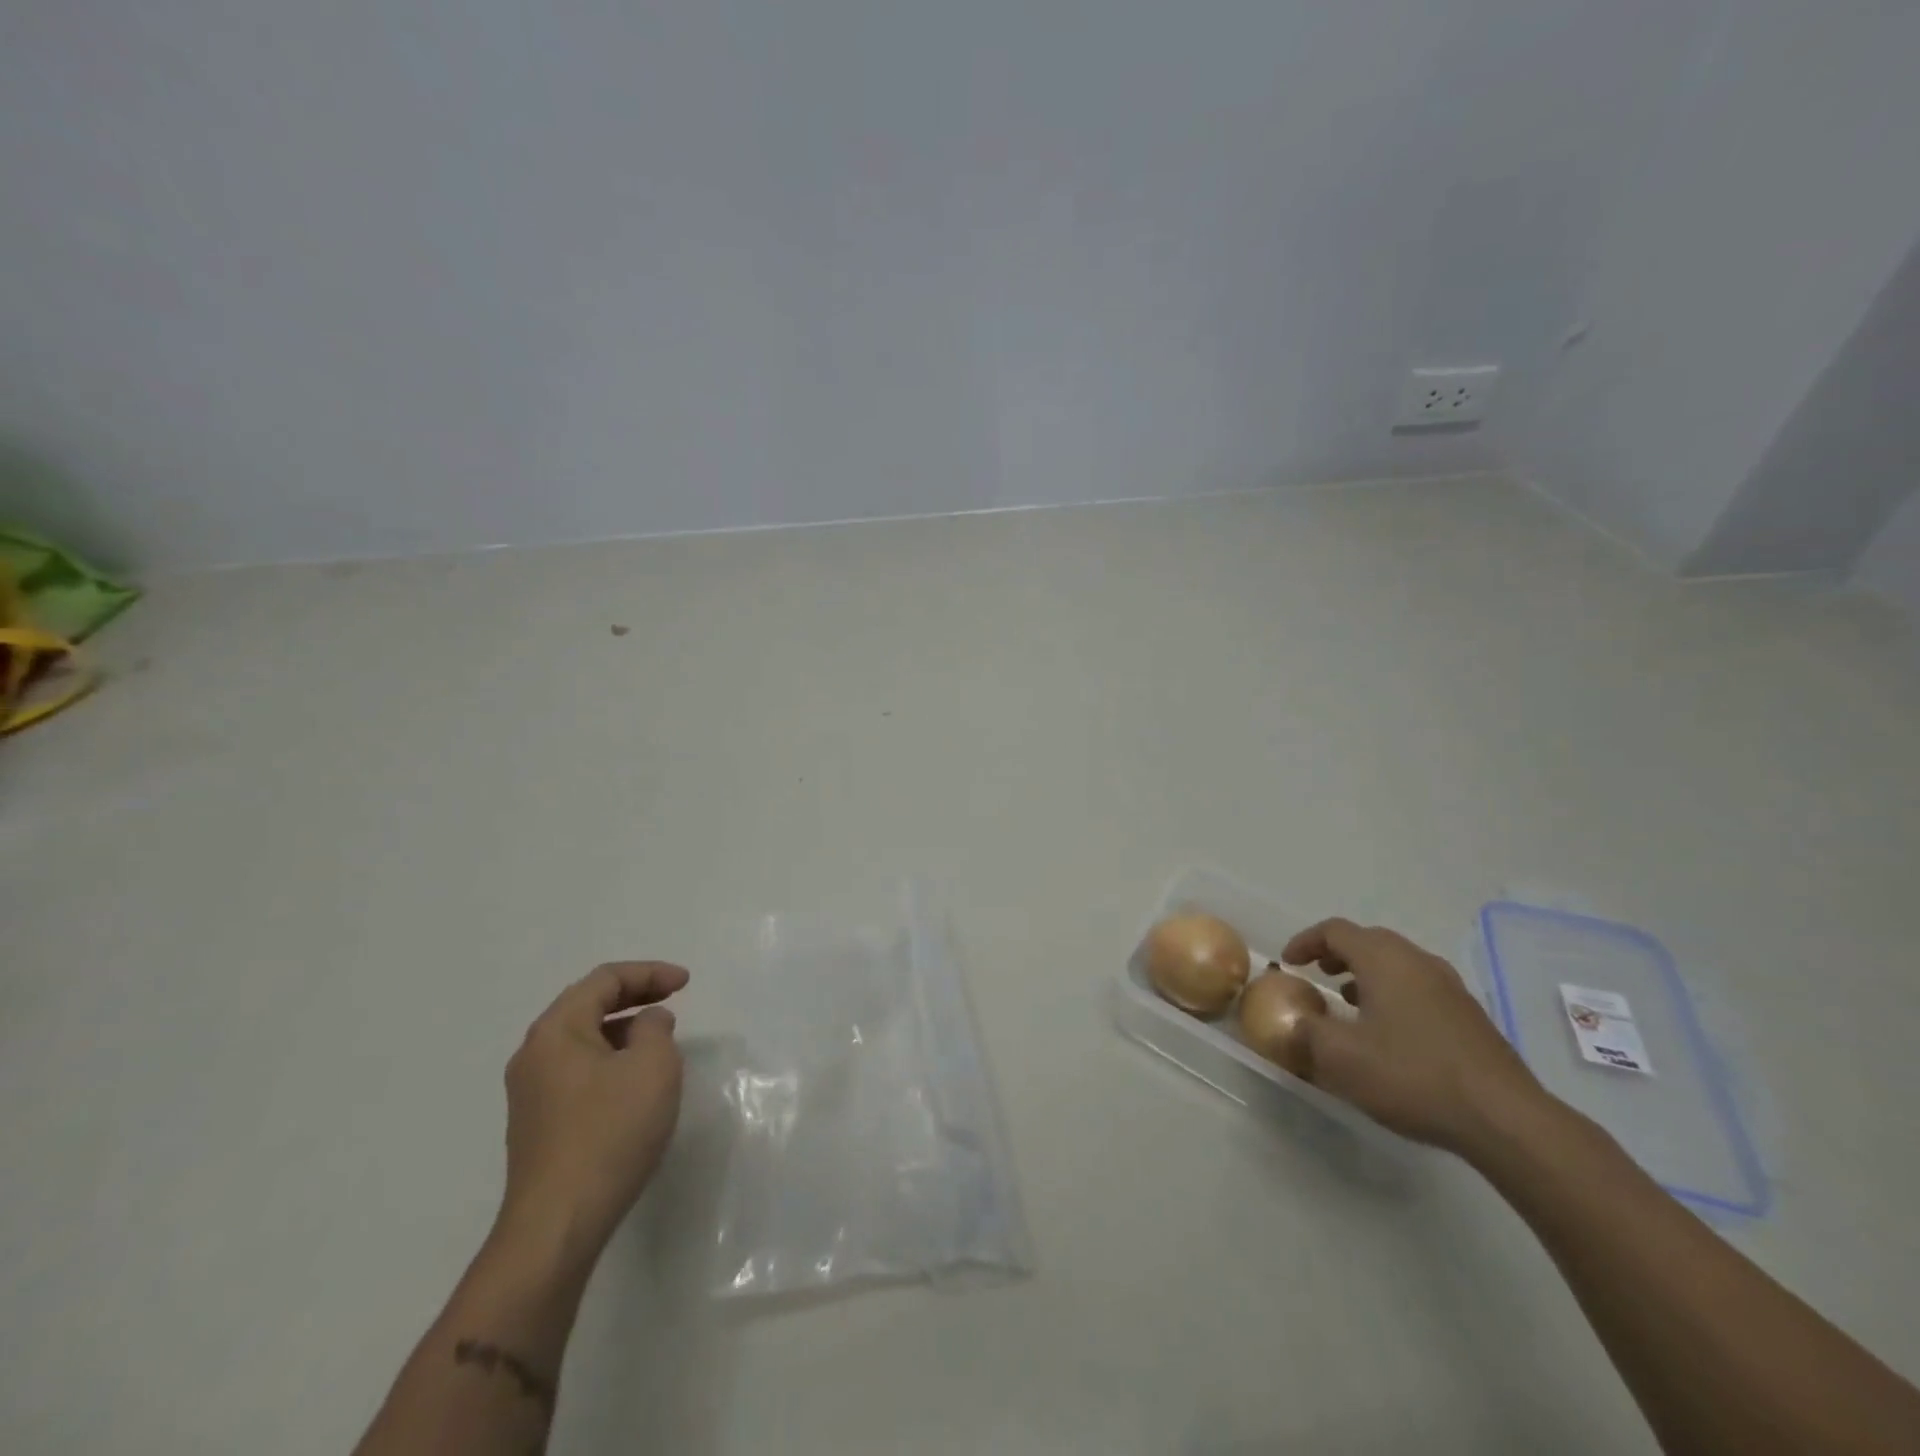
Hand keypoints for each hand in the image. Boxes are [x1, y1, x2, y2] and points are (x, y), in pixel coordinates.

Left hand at [497, 962, 689, 1262]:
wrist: (558, 1225)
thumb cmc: (610, 1133)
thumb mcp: (652, 1067)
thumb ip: (655, 1029)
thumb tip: (646, 1023)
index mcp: (556, 1030)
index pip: (604, 980)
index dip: (649, 973)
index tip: (686, 983)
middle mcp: (534, 1054)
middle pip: (587, 1004)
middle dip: (634, 995)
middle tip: (674, 997)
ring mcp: (531, 1092)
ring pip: (582, 1038)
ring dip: (622, 1027)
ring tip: (659, 1037)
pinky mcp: (538, 1123)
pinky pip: (577, 1069)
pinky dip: (609, 1057)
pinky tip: (634, 1079)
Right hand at [1282, 919, 1546, 1153]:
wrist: (1505, 1119)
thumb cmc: (1412, 1076)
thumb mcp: (1341, 1058)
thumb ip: (1305, 1033)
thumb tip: (1291, 1023)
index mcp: (1384, 960)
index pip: (1335, 931)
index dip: (1305, 942)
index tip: (1288, 963)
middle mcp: (1418, 962)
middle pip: (1369, 940)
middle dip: (1337, 954)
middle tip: (1317, 975)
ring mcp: (1450, 988)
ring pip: (1398, 964)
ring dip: (1367, 974)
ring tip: (1349, 1003)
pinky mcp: (1470, 1016)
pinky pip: (1419, 988)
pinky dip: (1393, 994)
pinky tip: (1390, 1032)